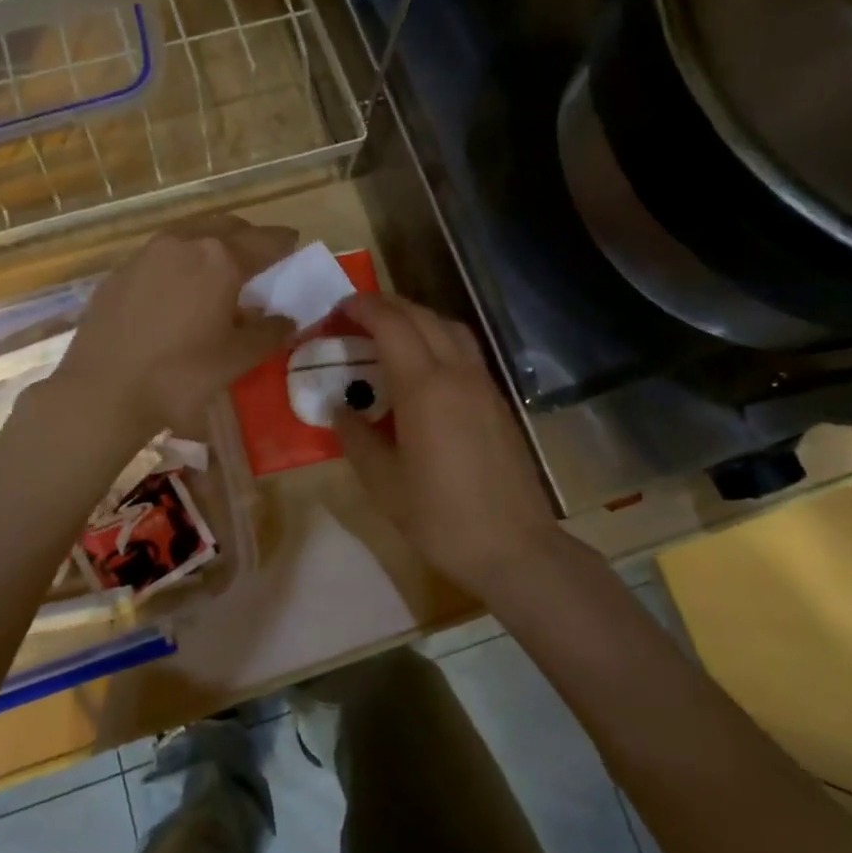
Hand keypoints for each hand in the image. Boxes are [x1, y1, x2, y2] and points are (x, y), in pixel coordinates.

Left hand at [55, 214, 297, 442]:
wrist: (102, 391)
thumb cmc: (179, 376)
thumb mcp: (236, 359)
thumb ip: (268, 333)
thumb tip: (286, 318)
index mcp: (219, 259)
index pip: (264, 240)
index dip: (283, 241)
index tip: (293, 242)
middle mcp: (183, 243)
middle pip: (225, 226)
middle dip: (247, 236)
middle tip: (259, 256)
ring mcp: (146, 253)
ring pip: (189, 233)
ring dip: (210, 242)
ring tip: (218, 267)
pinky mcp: (119, 271)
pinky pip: (160, 254)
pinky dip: (179, 260)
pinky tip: (177, 287)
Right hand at [333, 292, 558, 591]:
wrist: (514, 546)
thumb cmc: (441, 517)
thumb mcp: (383, 483)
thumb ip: (356, 437)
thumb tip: (339, 408)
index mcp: (424, 388)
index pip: (391, 325)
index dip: (362, 309)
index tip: (337, 310)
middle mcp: (456, 373)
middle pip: (421, 316)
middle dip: (385, 305)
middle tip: (355, 315)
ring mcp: (483, 384)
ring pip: (449, 326)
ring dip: (415, 316)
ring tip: (388, 331)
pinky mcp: (497, 399)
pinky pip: (464, 349)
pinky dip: (437, 337)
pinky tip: (423, 363)